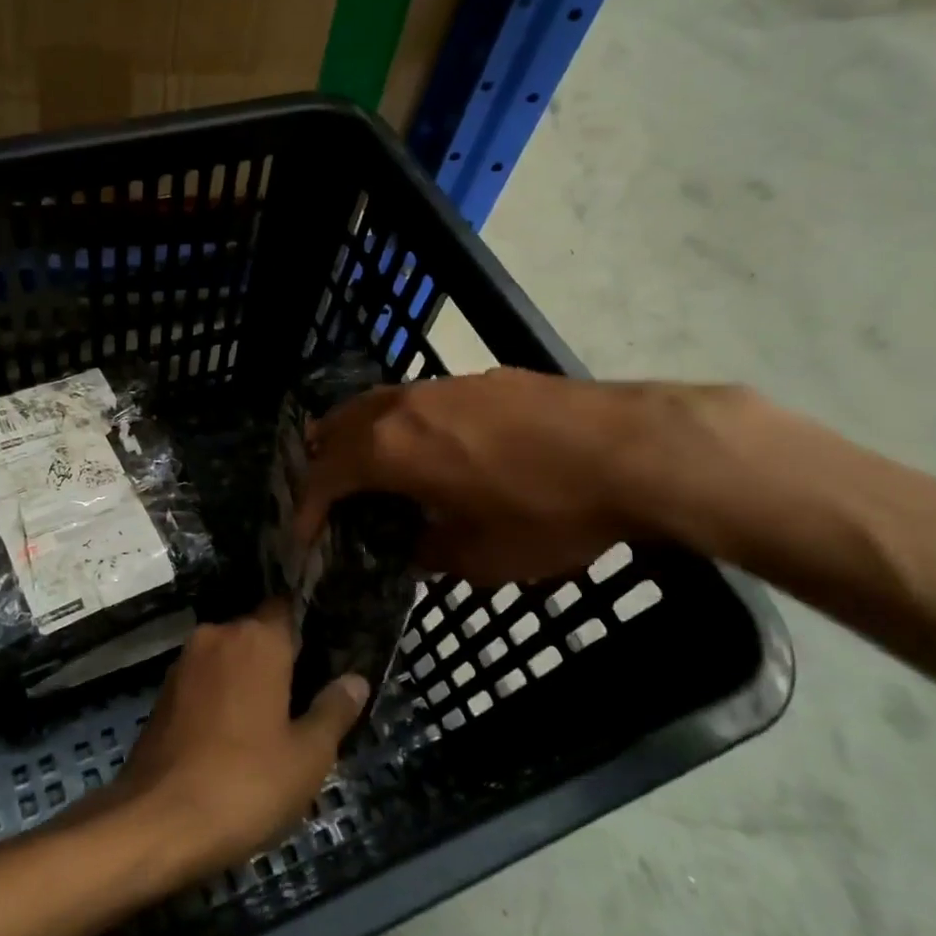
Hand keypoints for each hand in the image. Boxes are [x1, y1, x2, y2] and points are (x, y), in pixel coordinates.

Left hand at [106, 599, 367, 879]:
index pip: (287, 608)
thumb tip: (356, 680)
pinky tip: (235, 734)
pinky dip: (222, 696)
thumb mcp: (307, 756)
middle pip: (257, 633)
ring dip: (248, 679)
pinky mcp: (163, 693)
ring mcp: (184, 663)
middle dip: (280, 658)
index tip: (327, 651)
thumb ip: (333, 711)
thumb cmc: (245, 783)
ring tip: (273, 720)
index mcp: (256, 639)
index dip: (308, 626)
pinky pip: (205, 681)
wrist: (156, 822)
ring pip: (228, 657)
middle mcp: (217, 636)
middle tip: (306, 696)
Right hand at [293, 368, 733, 585]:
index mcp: (391, 450)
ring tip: (369, 467)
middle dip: (323, 461)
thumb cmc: (548, 511)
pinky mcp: (479, 379)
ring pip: (377, 404)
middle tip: (326, 495)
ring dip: (360, 436)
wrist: (632, 450)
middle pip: (339, 425)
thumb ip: (432, 550)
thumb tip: (417, 542)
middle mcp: (404, 407)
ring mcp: (443, 386)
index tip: (303, 535)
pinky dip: (401, 424)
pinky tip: (430, 447)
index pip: (325, 474)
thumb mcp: (483, 556)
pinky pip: (417, 399)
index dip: (307, 507)